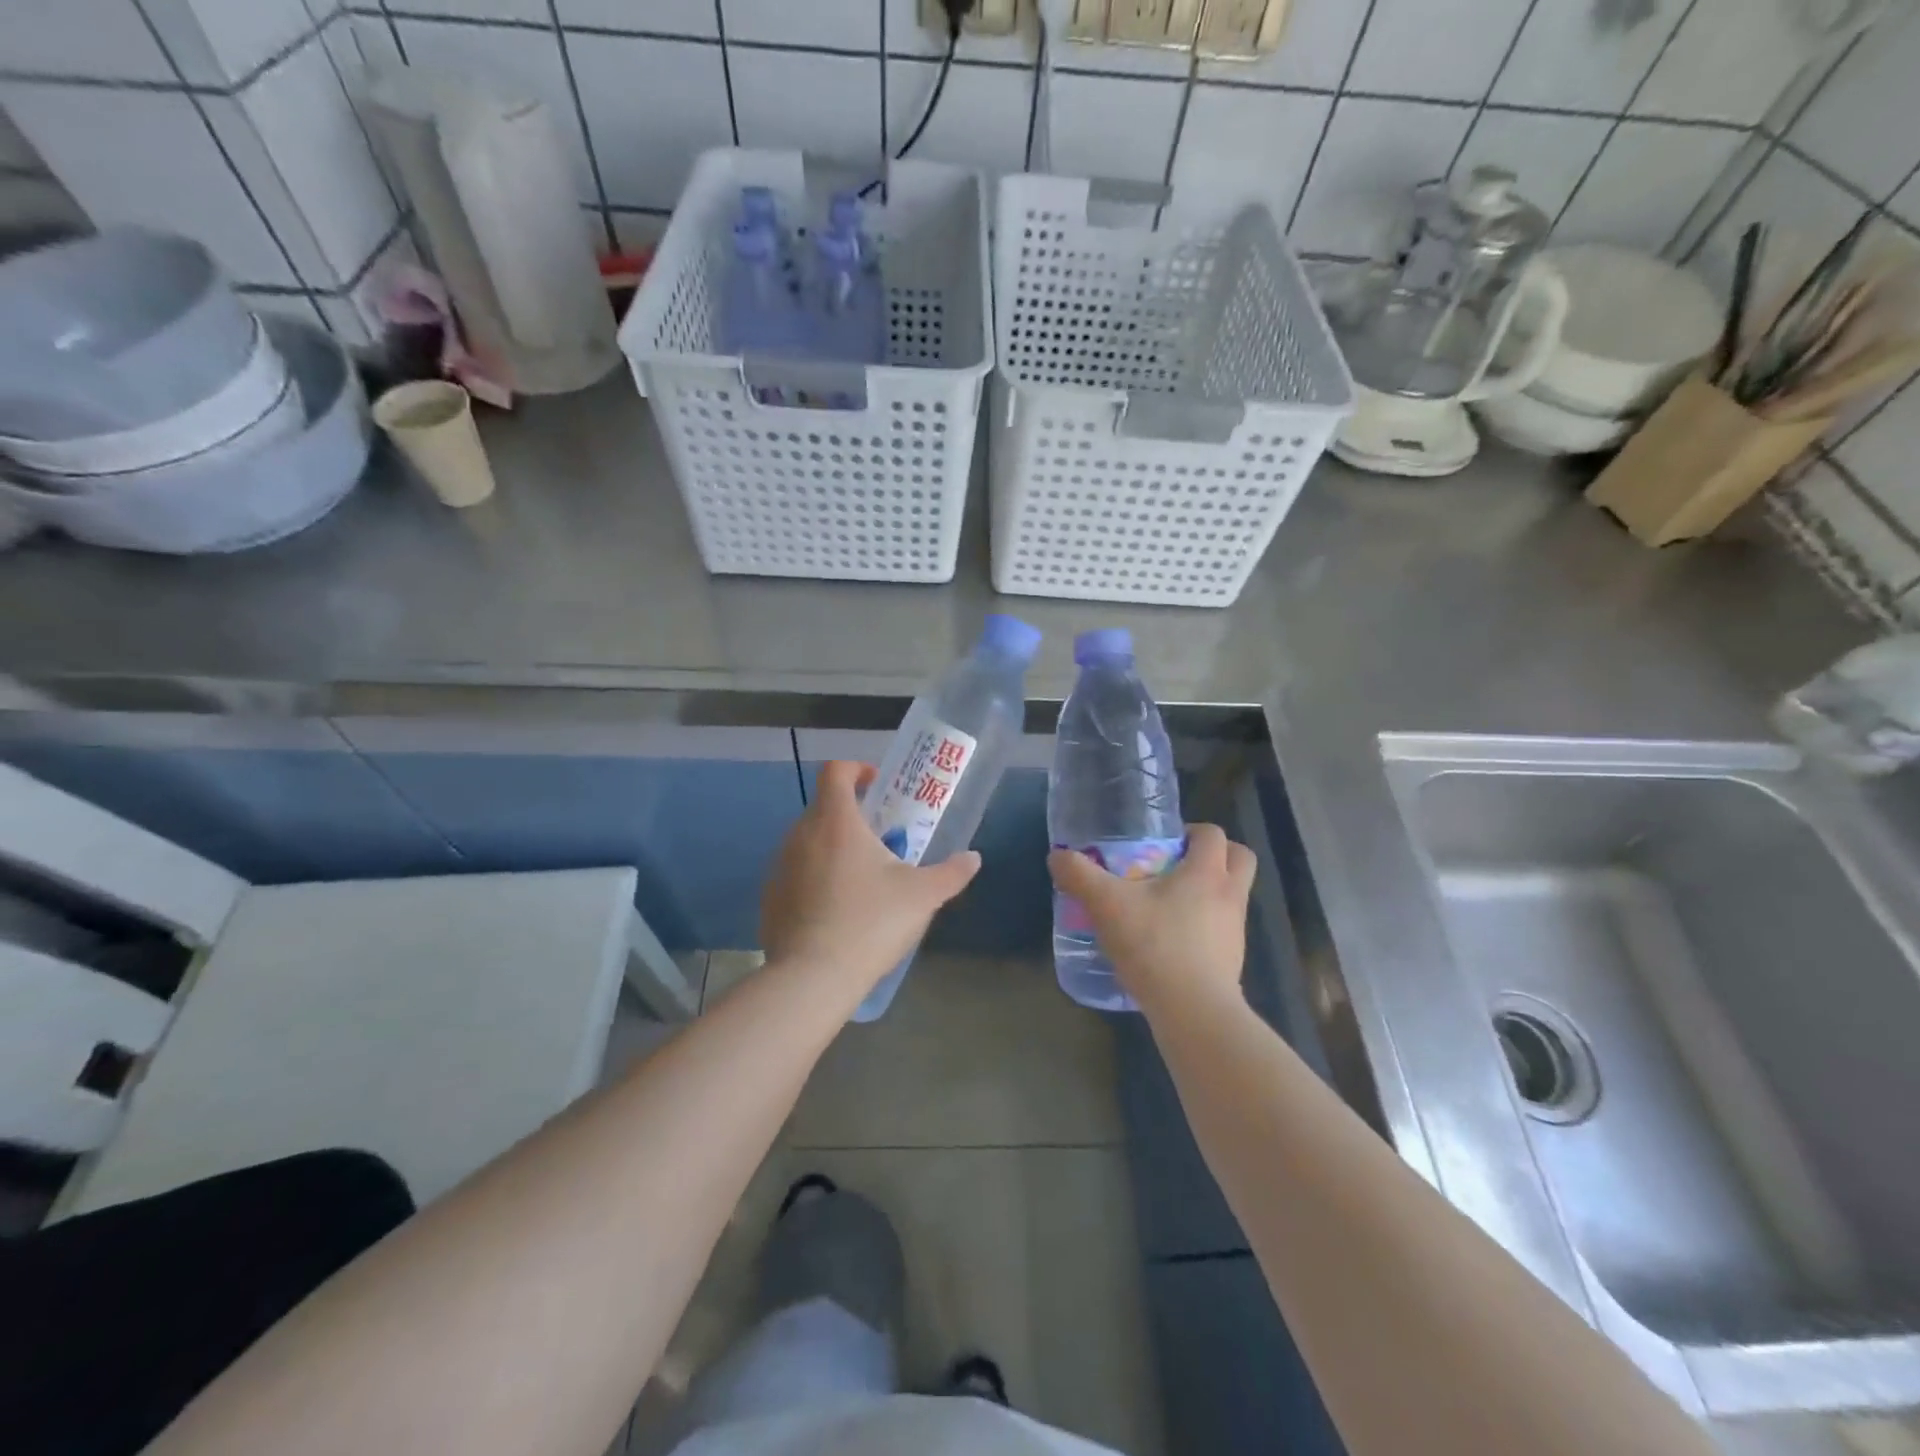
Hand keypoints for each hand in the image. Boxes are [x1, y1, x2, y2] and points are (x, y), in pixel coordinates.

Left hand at [762, 760, 980, 994]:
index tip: (878, 785)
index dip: (857, 769)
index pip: (836, 771)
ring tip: (861, 878)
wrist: (813, 978)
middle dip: (852, 815)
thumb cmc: (871, 923)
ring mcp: (780, 866)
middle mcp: (801, 834)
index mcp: (836, 822)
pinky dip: (815, 877)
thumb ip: (952, 873)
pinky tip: (836, 910)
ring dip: (833, 847)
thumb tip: (973, 858)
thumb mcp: (923, 896)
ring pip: (808, 841)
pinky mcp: (770, 897)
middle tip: (881, 839)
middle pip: (824, 807)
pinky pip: (795, 872)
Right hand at [1048, 824, 1256, 1014]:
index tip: (1163, 843)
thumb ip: (1080, 875)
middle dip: (1215, 855)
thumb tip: (1057, 855)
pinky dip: (1205, 926)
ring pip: (1232, 895)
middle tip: (1177, 865)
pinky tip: (1171, 941)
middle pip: (1240, 858)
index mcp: (1207, 872)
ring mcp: (1236, 930)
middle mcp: (1230, 895)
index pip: (1213, 834)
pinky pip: (1223, 929)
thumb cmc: (1155, 946)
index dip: (1191, 831)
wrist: (1193, 1012)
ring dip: (1209, 891)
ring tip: (1168, 905)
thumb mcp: (1106, 905)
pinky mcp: (1233, 960)